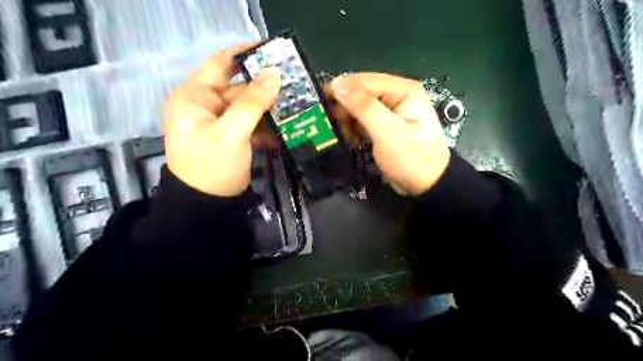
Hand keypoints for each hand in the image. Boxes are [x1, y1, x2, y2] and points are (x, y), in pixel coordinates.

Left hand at [162, 45, 279, 198]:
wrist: (207, 205)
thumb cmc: (212, 167)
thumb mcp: (231, 133)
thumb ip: (252, 102)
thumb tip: (274, 74)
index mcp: (195, 97)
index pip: (220, 63)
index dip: (245, 53)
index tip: (272, 50)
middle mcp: (205, 105)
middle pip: (238, 87)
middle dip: (265, 87)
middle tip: (294, 83)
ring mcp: (219, 122)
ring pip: (248, 106)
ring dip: (269, 108)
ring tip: (295, 105)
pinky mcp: (230, 137)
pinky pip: (250, 124)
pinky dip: (265, 126)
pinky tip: (283, 129)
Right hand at [328, 72, 448, 195]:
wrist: (427, 185)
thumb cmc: (411, 159)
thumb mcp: (387, 132)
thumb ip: (363, 106)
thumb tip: (338, 83)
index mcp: (402, 90)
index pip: (364, 81)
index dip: (340, 90)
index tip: (319, 104)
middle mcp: (396, 95)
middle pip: (361, 93)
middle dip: (343, 108)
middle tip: (328, 125)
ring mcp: (390, 111)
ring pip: (359, 108)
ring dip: (347, 120)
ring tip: (340, 135)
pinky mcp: (384, 126)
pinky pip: (363, 121)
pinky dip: (353, 129)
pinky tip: (349, 139)